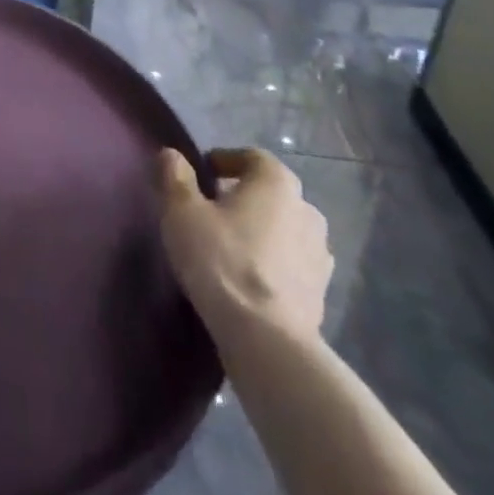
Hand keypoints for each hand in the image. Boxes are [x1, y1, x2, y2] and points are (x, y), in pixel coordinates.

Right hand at [158, 147, 331, 344]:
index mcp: (276, 182)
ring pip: (284, 229)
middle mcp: (306, 209)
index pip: (251, 157)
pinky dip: (274, 264)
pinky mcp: (322, 292)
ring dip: (262, 232)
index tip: (202, 175)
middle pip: (270, 193)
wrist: (266, 340)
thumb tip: (171, 154)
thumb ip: (175, 177)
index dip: (225, 161)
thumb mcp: (182, 212)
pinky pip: (292, 264)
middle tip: (212, 212)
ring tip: (231, 248)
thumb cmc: (221, 261)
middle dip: (243, 197)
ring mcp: (320, 253)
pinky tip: (250, 280)